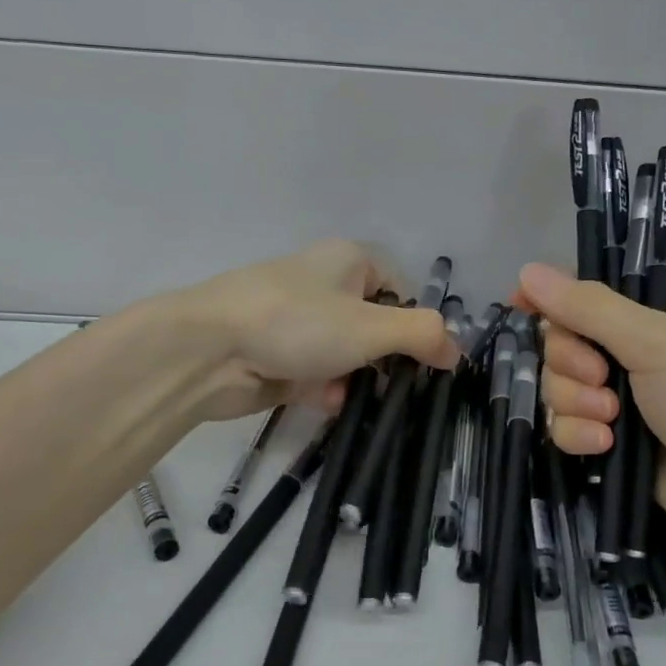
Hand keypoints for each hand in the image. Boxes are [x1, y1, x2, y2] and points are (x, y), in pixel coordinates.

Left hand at [173, 240, 458, 421]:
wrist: (208, 350)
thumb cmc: (297, 323)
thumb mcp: (372, 326)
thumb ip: (422, 335)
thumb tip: (457, 351)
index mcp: (349, 261)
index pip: (400, 290)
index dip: (417, 324)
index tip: (428, 362)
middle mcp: (324, 285)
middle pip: (374, 325)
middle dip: (387, 359)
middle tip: (403, 390)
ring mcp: (298, 322)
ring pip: (346, 354)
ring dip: (358, 379)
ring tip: (365, 402)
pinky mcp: (277, 355)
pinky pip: (316, 373)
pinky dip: (327, 390)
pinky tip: (329, 404)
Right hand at [517, 262, 665, 578]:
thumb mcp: (658, 341)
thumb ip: (588, 307)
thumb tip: (526, 271)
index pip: (595, 286)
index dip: (556, 295)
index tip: (522, 307)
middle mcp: (647, 345)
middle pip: (568, 336)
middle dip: (572, 360)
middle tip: (600, 378)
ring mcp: (633, 395)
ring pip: (563, 383)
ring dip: (576, 400)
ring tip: (611, 420)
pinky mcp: (621, 441)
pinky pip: (572, 423)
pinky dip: (580, 433)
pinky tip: (603, 447)